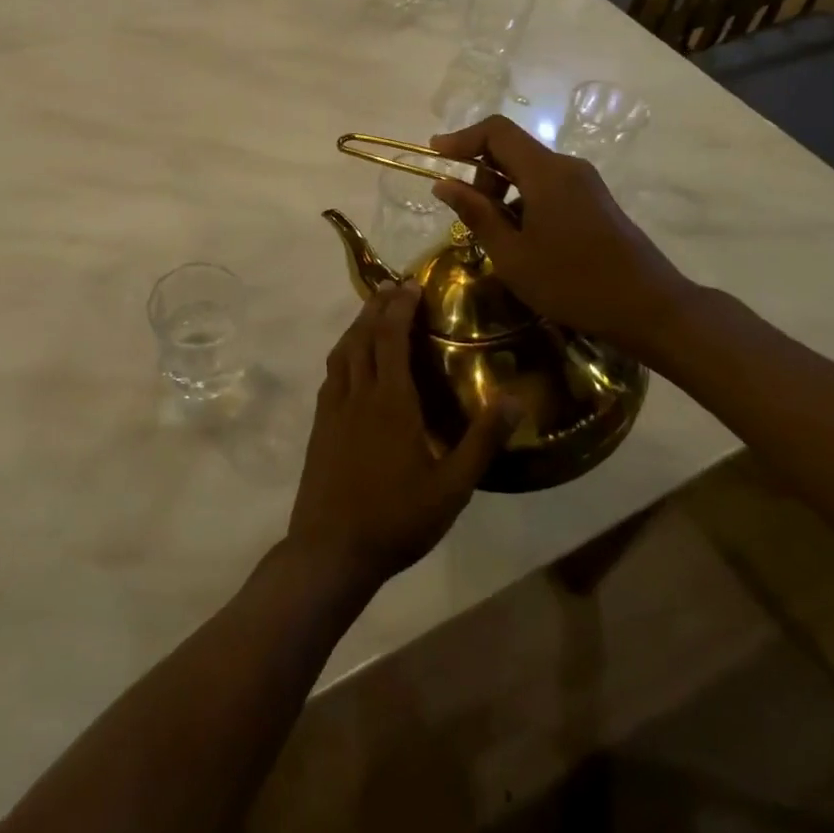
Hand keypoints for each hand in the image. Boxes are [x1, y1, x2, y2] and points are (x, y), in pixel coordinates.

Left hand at [287, 283, 518, 595]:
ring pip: (342, 351)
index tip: (411, 284)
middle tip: (392, 287)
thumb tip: (513, 399)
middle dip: (377, 306)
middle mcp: (358, 393)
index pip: (391, 337)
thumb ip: (482, 441)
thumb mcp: (452, 487)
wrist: (331, 548)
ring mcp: (333, 407)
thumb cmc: (397, 518)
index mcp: (391, 401)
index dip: (400, 307)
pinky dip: (342, 352)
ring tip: (371, 313)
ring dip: (356, 325)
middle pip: (363, 336)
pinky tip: (349, 361)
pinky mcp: (319, 424)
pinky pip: (330, 373)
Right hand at [429, 115, 697, 355]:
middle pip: (512, 149)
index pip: (497, 131)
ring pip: (529, 170)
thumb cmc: (573, 283)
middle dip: (480, 173)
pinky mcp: (594, 200)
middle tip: (467, 213)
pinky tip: (522, 240)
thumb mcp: (512, 255)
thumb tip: (443, 184)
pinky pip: (547, 186)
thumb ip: (476, 214)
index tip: (434, 153)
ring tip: (494, 235)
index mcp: (546, 173)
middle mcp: (566, 167)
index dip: (462, 137)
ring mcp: (584, 183)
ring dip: (501, 190)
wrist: (650, 308)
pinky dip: (523, 201)